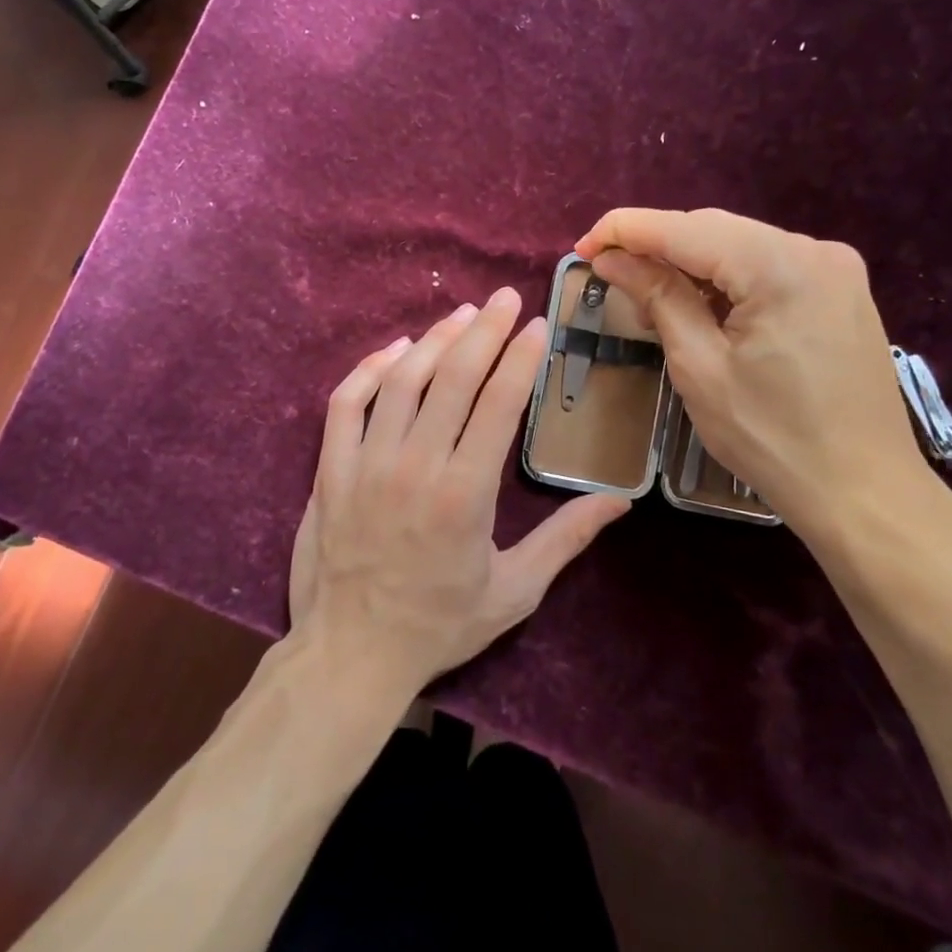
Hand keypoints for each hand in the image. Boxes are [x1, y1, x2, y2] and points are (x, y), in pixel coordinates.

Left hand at [289, 288, 629, 700]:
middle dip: (484, 331)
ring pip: (401, 381)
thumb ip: (566, 540)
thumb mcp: (515, 591)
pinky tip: (395, 350)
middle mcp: (414, 466)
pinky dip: (369, 369)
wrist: (352, 653)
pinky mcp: (331, 469)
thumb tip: (619, 501)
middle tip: (505, 298)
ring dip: (433, 340)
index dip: (520, 358)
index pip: (497, 404)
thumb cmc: (439, 625)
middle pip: (452, 378)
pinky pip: (346, 403)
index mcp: (464, 493)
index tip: (537, 325)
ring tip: (462, 315)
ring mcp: (366, 463)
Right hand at [576, 208, 936, 544]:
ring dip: (688, 265)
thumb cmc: (771, 438)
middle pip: (713, 230)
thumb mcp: (699, 367)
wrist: (863, 491)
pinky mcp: (839, 291)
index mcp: (780, 266)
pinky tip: (700, 308)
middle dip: (655, 246)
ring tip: (650, 303)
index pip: (684, 228)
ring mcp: (834, 269)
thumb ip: (657, 298)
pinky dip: (724, 280)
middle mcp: (814, 250)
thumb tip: (611, 259)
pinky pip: (766, 267)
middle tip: (608, 277)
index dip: (624, 231)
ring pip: (738, 246)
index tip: (581, 249)